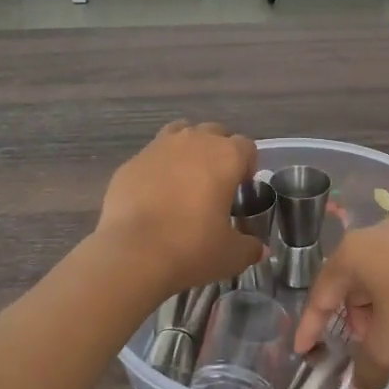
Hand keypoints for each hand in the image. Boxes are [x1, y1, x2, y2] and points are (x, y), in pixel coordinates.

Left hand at [98, 121, 264, 294]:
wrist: (132, 254)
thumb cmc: (192, 249)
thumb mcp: (232, 255)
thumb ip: (249, 247)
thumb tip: (258, 249)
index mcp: (225, 157)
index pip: (246, 146)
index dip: (248, 165)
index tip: (242, 188)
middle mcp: (193, 142)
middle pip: (213, 132)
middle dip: (218, 152)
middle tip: (215, 184)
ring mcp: (158, 148)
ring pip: (180, 134)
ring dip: (187, 151)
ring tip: (185, 181)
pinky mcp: (130, 163)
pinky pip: (151, 157)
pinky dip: (157, 169)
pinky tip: (154, 197)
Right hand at [295, 220, 388, 388]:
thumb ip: (366, 369)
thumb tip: (360, 388)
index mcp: (352, 253)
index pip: (320, 292)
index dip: (310, 326)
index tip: (303, 350)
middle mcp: (375, 234)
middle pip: (350, 281)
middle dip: (351, 318)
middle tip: (361, 347)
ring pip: (379, 275)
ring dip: (378, 308)